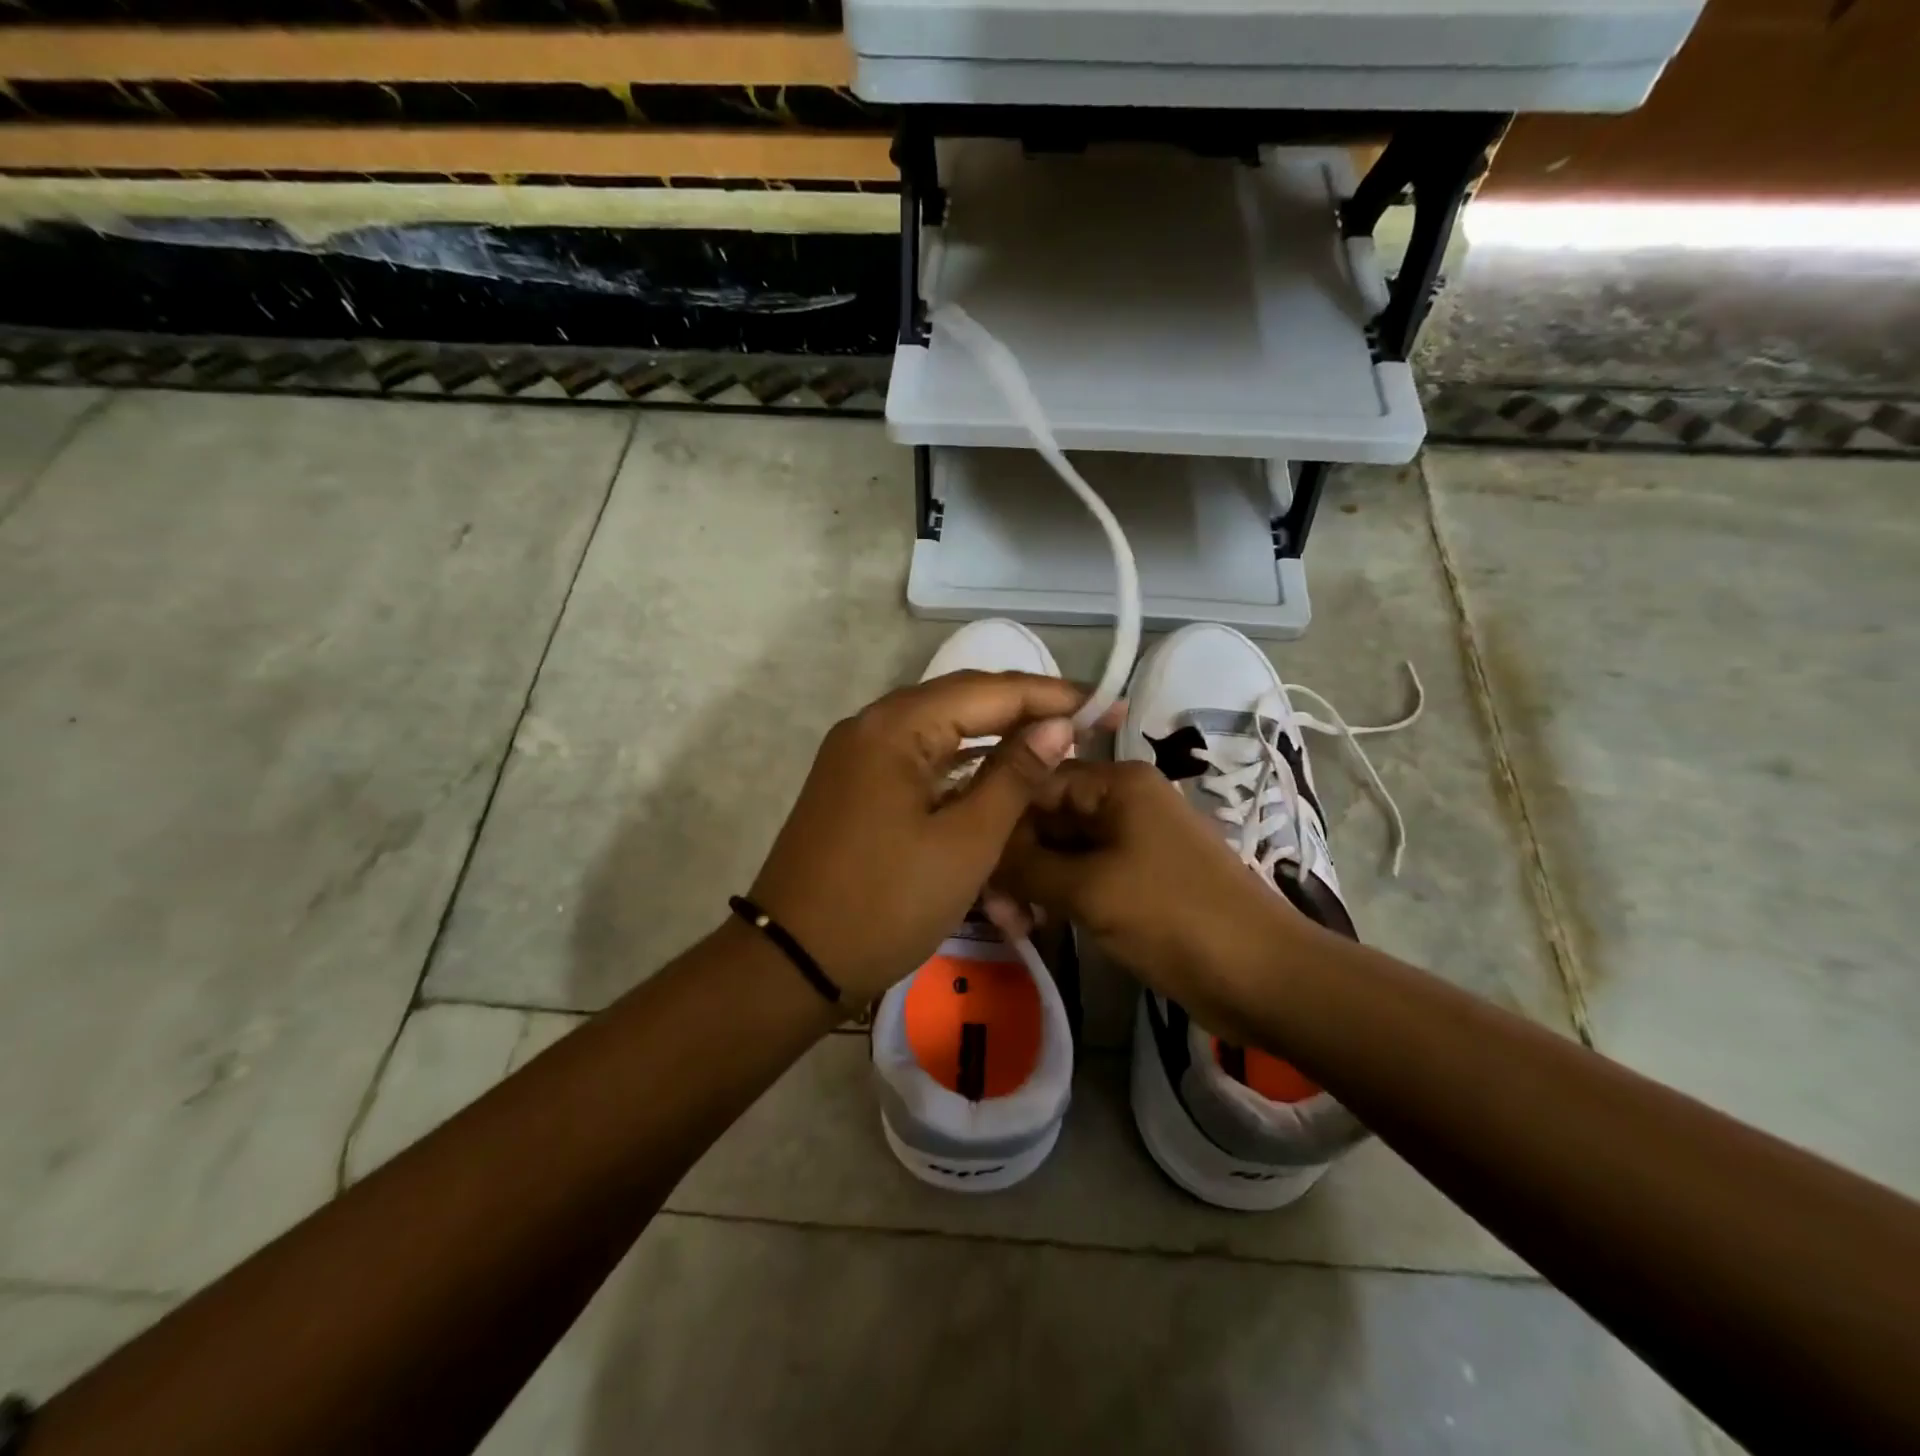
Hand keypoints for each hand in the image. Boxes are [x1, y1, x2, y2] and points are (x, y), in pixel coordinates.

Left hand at [747, 672, 1089, 1006]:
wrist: (793, 963)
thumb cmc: (886, 903)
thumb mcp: (966, 842)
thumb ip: (1014, 776)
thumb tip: (1055, 726)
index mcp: (896, 726)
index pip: (988, 690)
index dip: (1051, 695)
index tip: (1105, 705)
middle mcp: (872, 725)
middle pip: (963, 701)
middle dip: (1026, 712)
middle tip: (1085, 724)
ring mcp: (858, 756)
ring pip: (941, 732)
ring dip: (995, 740)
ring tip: (1052, 747)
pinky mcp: (856, 786)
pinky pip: (919, 761)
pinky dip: (962, 768)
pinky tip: (998, 778)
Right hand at [994, 760, 1312, 1034]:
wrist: (1262, 976)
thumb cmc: (1174, 918)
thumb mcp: (1090, 890)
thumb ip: (1026, 866)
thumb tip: (978, 852)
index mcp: (1117, 784)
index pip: (1036, 782)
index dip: (999, 818)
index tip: (968, 860)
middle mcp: (1122, 802)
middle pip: (1047, 818)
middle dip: (1015, 861)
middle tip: (992, 911)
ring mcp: (1131, 842)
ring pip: (1061, 852)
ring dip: (1032, 885)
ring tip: (1013, 926)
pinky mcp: (1135, 880)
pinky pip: (1082, 877)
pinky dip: (1056, 898)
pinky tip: (1033, 927)